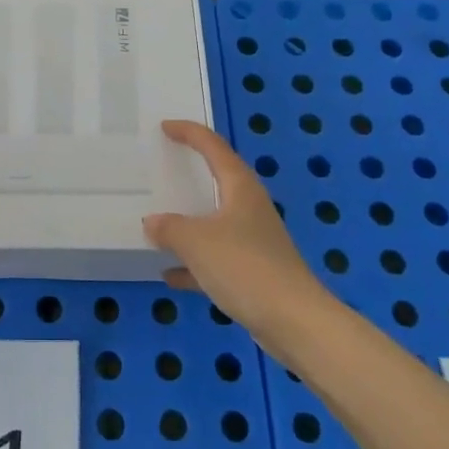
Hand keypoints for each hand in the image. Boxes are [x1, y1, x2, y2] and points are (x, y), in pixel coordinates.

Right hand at [142, 120, 327, 358]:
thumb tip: (154, 223)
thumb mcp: (196, 242)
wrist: (294, 322)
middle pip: (219, 181)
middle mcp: (250, 208)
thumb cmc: (244, 267)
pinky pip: (216, 259)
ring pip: (216, 222)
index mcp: (240, 188)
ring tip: (159, 223)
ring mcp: (254, 241)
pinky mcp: (254, 272)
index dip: (190, 133)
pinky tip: (170, 275)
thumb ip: (170, 228)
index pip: (214, 147)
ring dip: (190, 223)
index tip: (165, 127)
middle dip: (192, 174)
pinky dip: (194, 263)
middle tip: (165, 166)